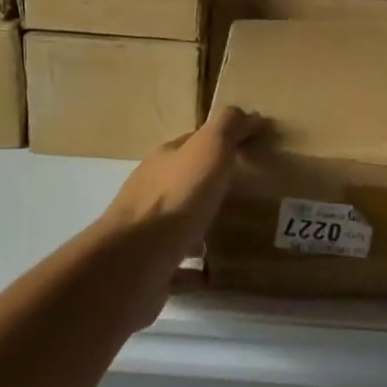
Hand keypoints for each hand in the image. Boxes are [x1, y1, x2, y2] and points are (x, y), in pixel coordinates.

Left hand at [101, 103, 256, 265]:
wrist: (135, 262)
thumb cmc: (176, 198)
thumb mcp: (209, 149)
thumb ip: (228, 127)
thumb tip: (248, 113)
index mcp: (164, 161)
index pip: (193, 143)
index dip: (220, 142)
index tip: (250, 148)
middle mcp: (152, 192)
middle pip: (186, 182)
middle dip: (213, 184)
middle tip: (251, 192)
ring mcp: (149, 233)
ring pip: (182, 225)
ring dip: (205, 226)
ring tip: (240, 232)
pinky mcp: (151, 269)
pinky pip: (180, 268)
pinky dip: (197, 269)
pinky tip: (218, 273)